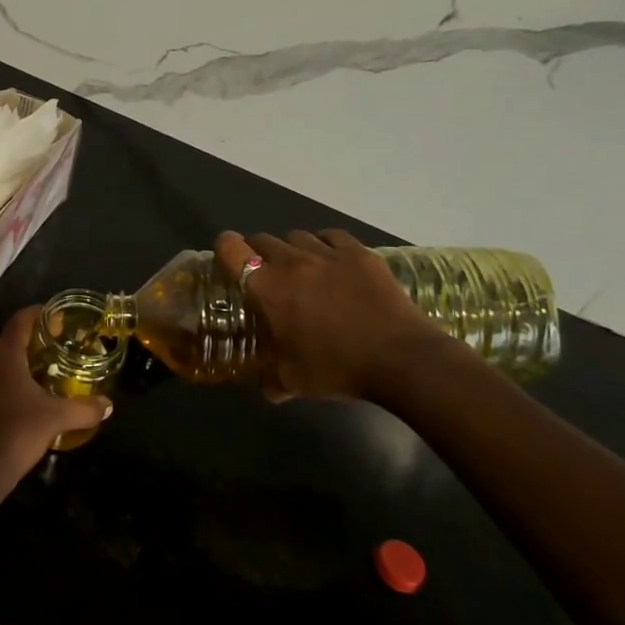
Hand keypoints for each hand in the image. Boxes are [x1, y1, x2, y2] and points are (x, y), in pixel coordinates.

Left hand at [0, 308, 111, 495]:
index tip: (57, 318)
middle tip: (56, 350)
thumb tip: (108, 405)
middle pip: (9, 341)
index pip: (21, 320)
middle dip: (31, 343)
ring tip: (42, 374)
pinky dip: (6, 383)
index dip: (39, 314)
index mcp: (3, 354)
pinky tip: (23, 399)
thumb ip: (84, 409)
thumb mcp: (56, 419)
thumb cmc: (16, 432)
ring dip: (17, 365)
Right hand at [214, 229, 442, 402]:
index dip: (224, 249)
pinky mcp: (360, 254)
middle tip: (264, 273)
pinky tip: (332, 262)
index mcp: (267, 288)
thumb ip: (272, 379)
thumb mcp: (293, 381)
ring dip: (291, 248)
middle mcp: (292, 262)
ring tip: (300, 268)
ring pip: (297, 235)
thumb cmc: (337, 367)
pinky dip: (325, 244)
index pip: (231, 249)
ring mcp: (328, 253)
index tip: (226, 260)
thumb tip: (267, 388)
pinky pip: (332, 236)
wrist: (400, 358)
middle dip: (256, 251)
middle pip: (262, 239)